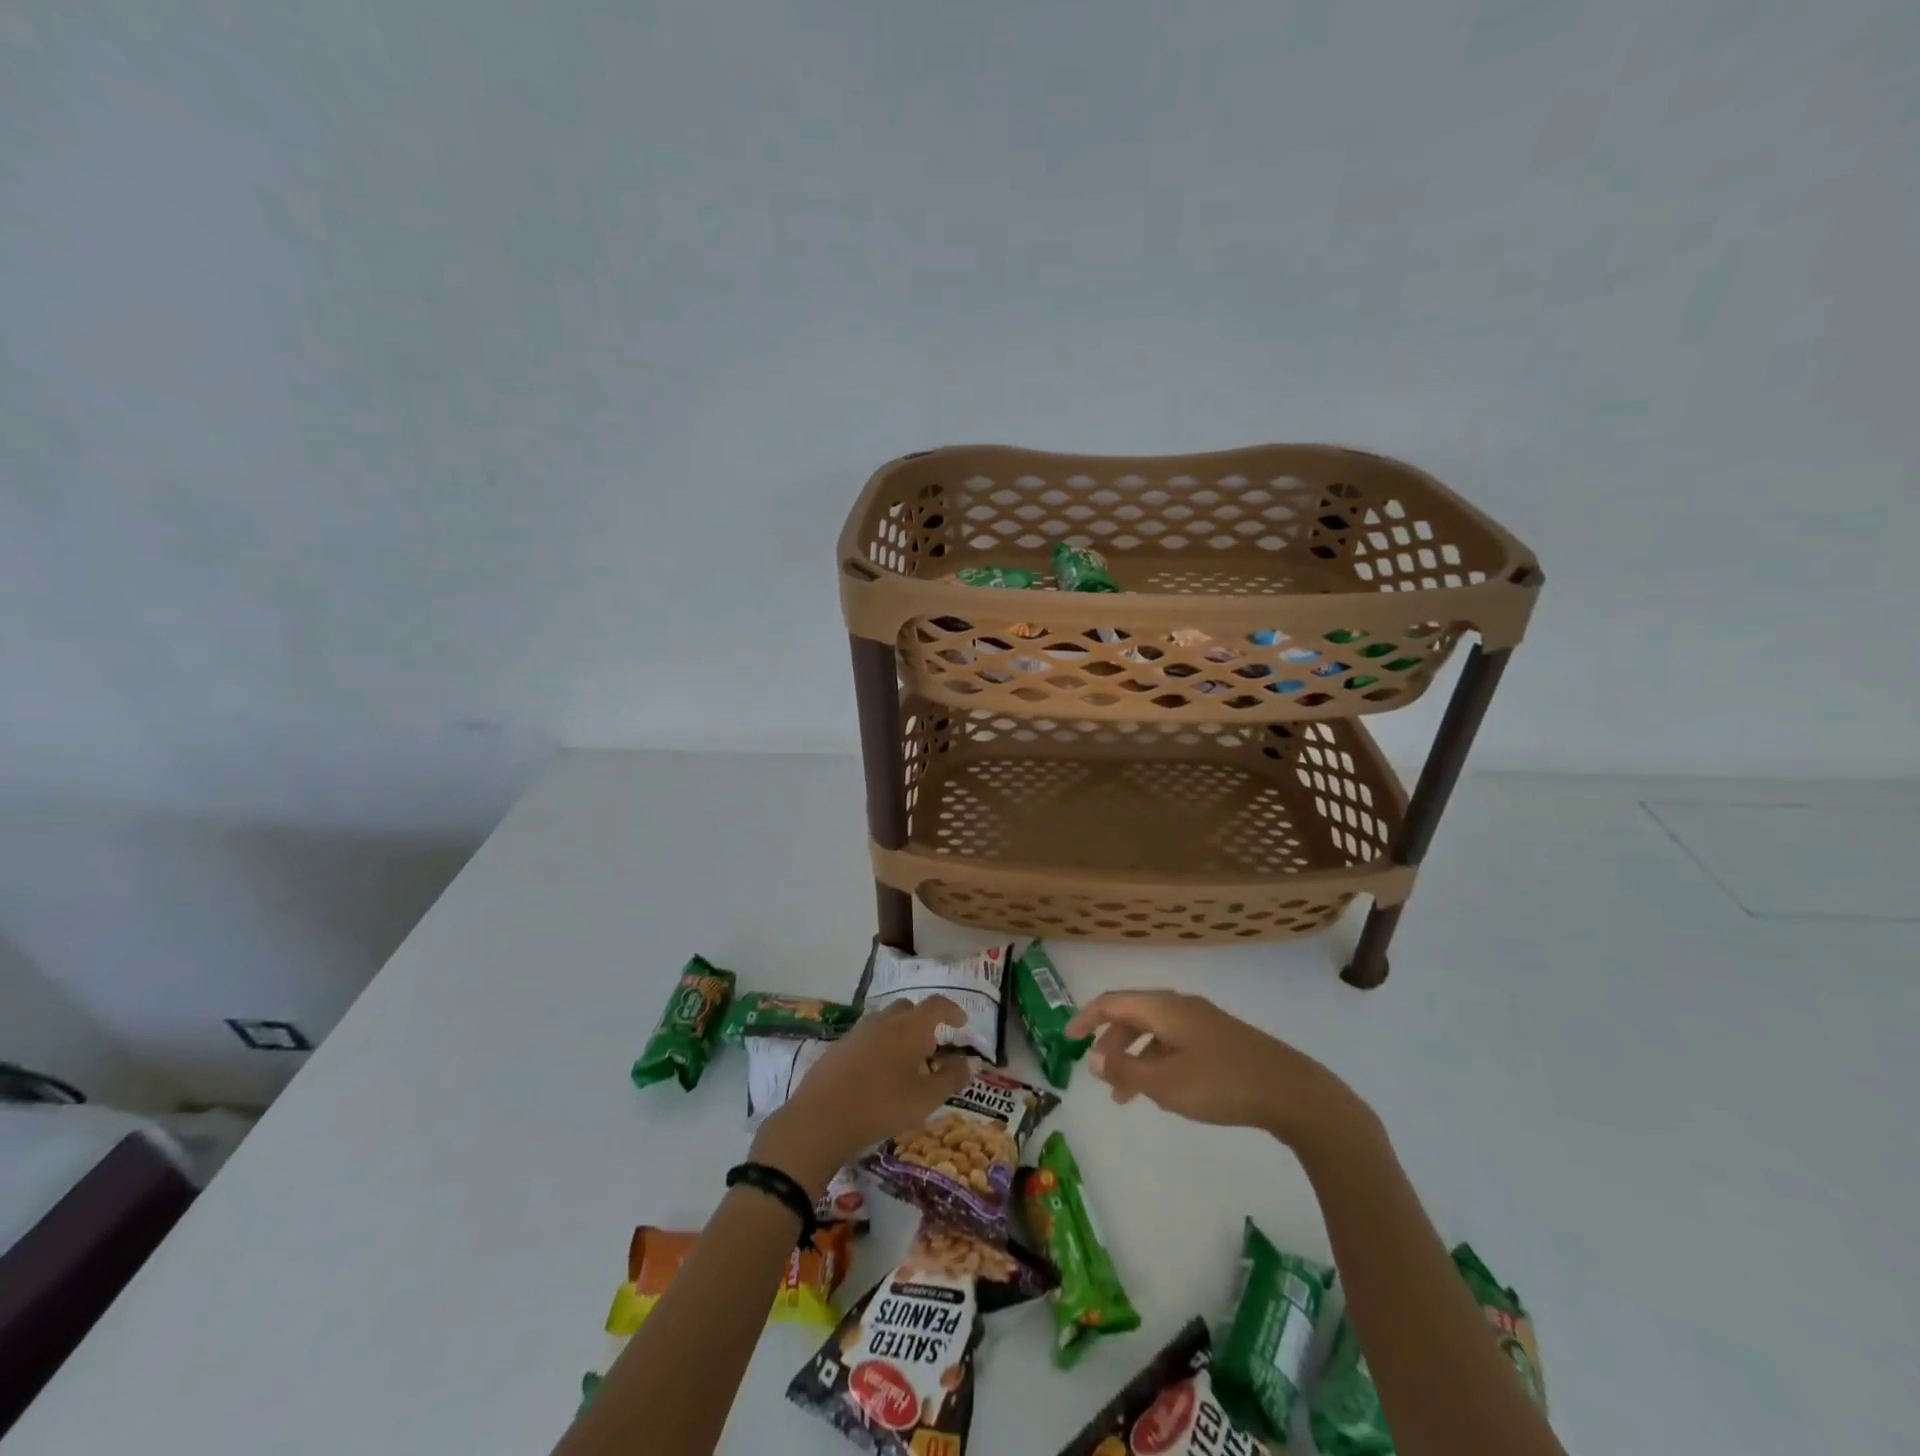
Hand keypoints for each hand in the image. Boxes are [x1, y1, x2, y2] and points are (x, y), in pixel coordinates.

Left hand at [751, 997, 971, 1194]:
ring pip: (886, 1022)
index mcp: (910, 1027)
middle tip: (931, 1049)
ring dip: (900, 1034)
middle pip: (909, 1009)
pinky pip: (867, 1037)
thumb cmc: (883, 1106)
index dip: (952, 1010)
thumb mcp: (926, 1098)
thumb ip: (952, 1077)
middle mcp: (885, 1020)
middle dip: (924, 1023)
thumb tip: (971, 1061)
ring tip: (905, 1065)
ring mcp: (858, 1031)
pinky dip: (879, 1046)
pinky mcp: (839, 1046)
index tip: (962, 1023)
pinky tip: (877, 1075)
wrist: (821, 1118)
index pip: (937, 1005)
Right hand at [1066, 990, 1373, 1152]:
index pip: (1113, 1002)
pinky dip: (1158, 1061)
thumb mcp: (1166, 1083)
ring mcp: (1204, 1022)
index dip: (1087, 1017)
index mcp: (1164, 1008)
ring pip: (1156, 1032)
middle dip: (1112, 1042)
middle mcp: (1181, 1006)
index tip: (1067, 1038)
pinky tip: (1163, 1091)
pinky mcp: (1222, 1040)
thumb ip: (1127, 1070)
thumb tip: (1096, 1058)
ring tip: (1126, 1097)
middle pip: (1134, 1014)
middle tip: (1099, 1072)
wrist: (1293, 1092)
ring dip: (1135, 1057)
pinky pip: (1176, 1043)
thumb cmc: (1222, 1084)